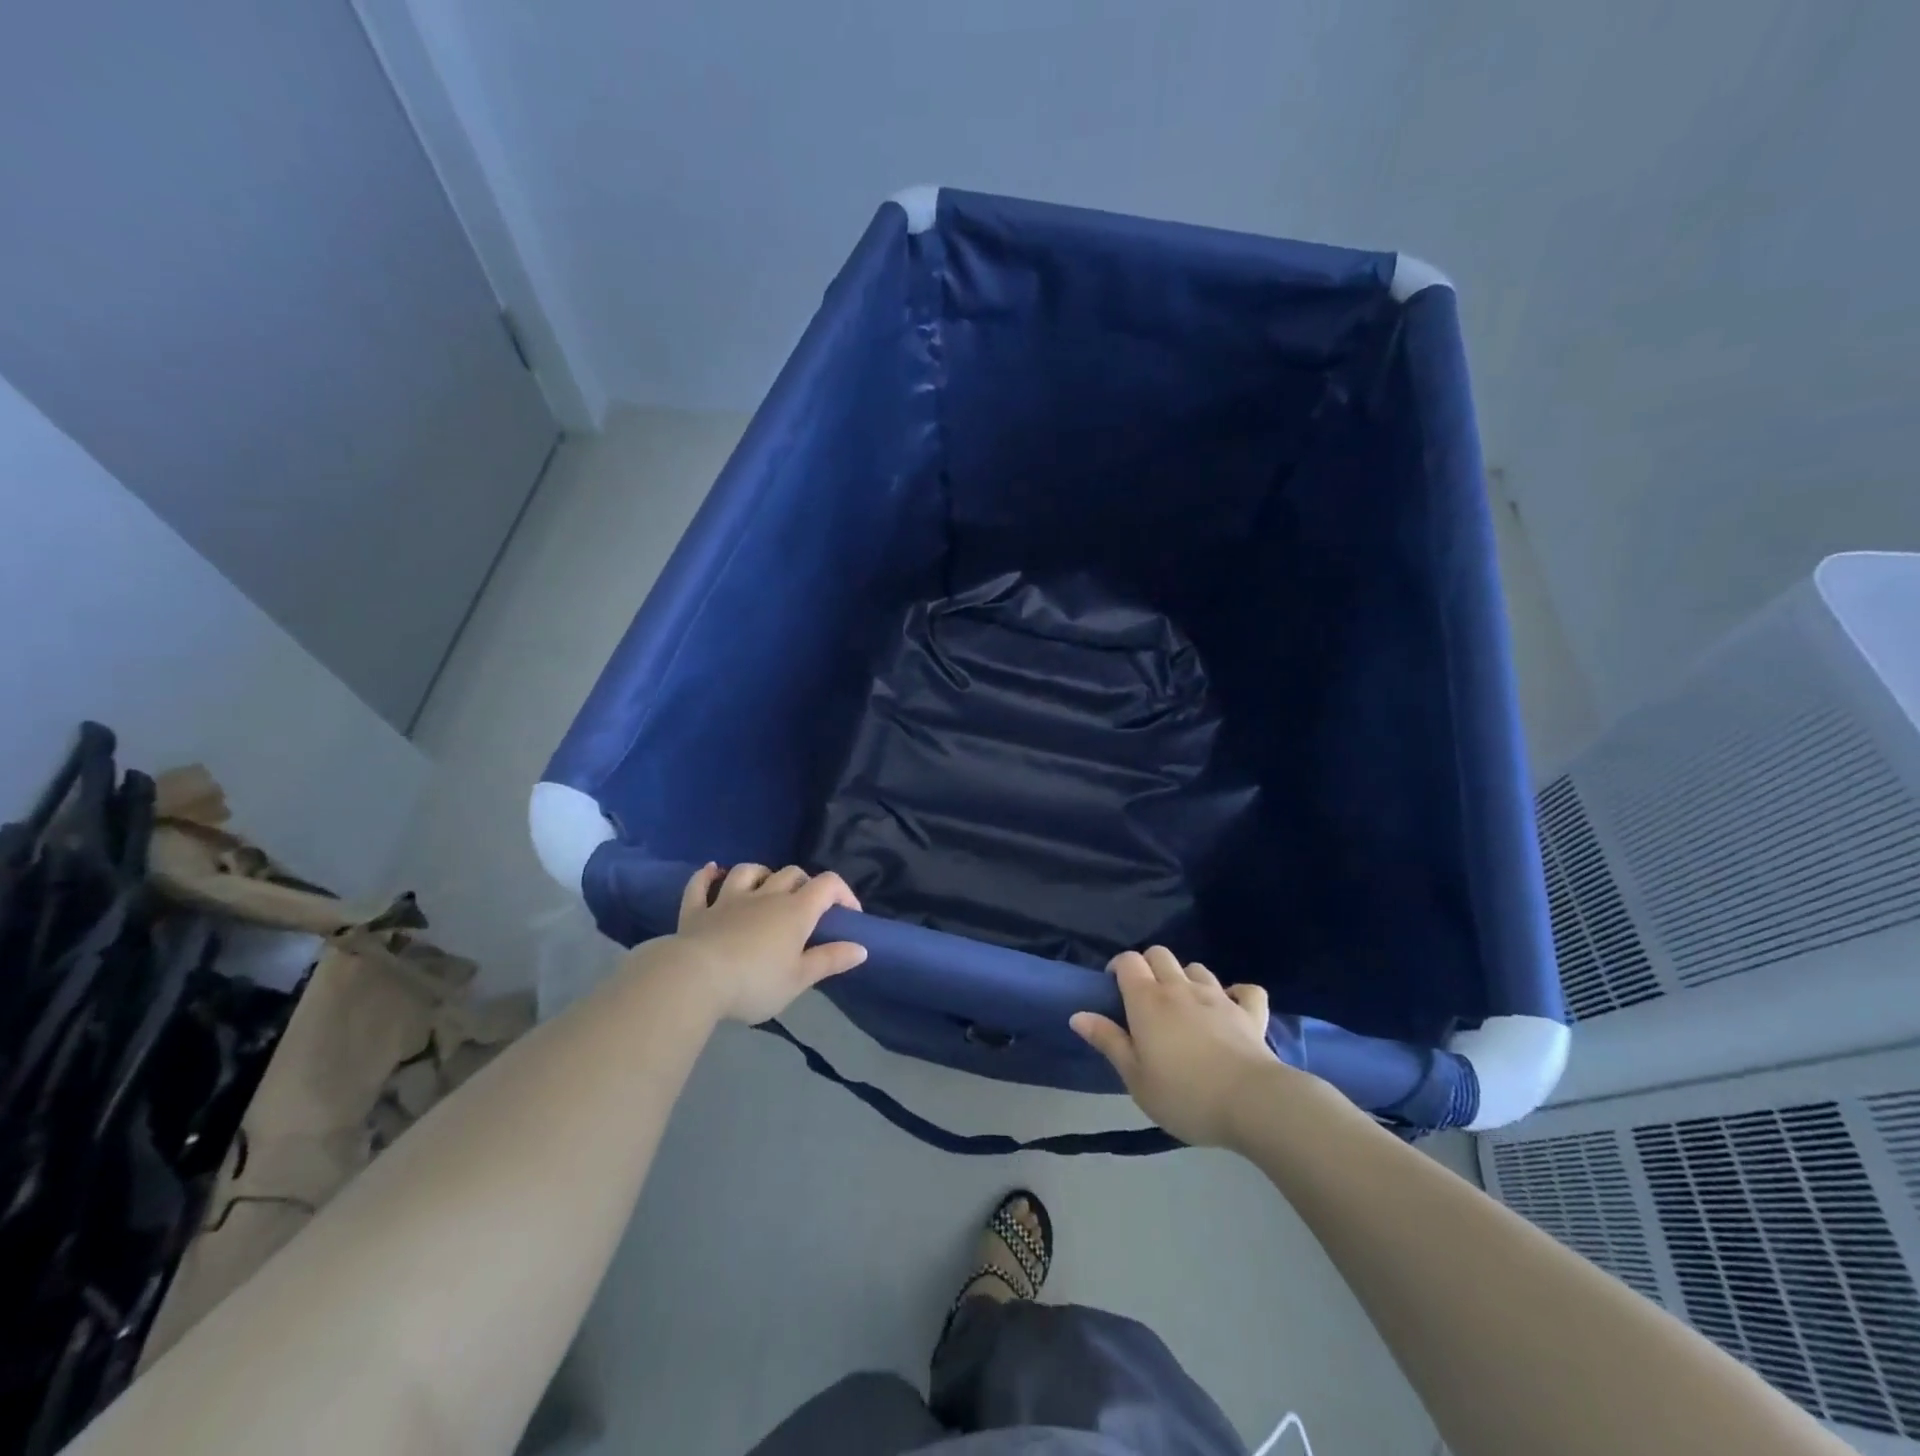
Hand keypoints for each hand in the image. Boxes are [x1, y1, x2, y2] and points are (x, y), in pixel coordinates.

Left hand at [659, 862, 866, 1023]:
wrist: (695, 980)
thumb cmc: (755, 982)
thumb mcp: (799, 979)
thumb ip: (830, 960)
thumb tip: (862, 948)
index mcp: (795, 911)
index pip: (828, 885)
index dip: (843, 893)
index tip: (849, 915)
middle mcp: (765, 896)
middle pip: (791, 873)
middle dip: (804, 883)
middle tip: (806, 906)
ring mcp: (728, 899)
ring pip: (748, 871)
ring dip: (761, 873)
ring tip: (765, 886)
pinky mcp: (697, 911)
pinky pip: (700, 885)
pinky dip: (707, 875)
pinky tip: (711, 870)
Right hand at [1069, 946, 1280, 1148]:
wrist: (1252, 1103)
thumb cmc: (1184, 1095)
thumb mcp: (1136, 1078)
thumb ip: (1108, 1042)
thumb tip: (1078, 1014)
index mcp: (1148, 1001)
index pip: (1128, 961)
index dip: (1118, 967)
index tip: (1114, 989)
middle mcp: (1180, 988)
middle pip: (1160, 954)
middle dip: (1149, 966)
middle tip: (1145, 998)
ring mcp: (1219, 997)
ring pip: (1197, 968)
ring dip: (1186, 978)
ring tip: (1184, 1005)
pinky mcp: (1250, 1013)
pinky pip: (1246, 991)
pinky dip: (1237, 994)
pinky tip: (1232, 1006)